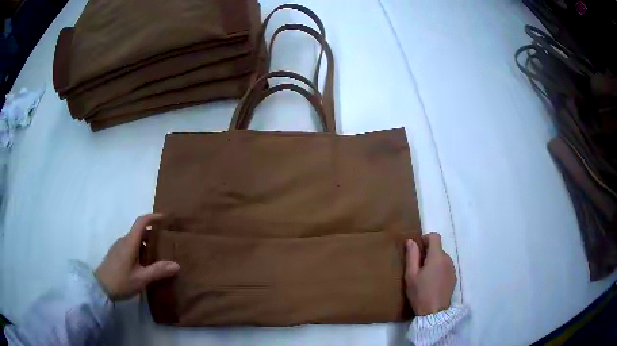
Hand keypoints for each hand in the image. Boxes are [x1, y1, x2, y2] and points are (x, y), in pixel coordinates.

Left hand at [95, 214, 179, 300]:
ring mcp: (119, 247)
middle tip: (167, 241)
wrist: (100, 288)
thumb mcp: (141, 279)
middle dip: (153, 232)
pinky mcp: (116, 254)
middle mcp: (123, 241)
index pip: (141, 222)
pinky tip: (145, 263)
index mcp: (129, 243)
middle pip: (139, 230)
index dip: (153, 217)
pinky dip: (140, 249)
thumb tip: (176, 265)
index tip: (165, 218)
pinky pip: (131, 246)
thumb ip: (158, 271)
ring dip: (147, 242)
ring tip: (159, 254)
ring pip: (135, 239)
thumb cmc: (120, 282)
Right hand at [405, 233, 455, 315]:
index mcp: (437, 256)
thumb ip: (411, 256)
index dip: (425, 238)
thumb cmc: (420, 293)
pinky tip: (432, 282)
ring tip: (424, 276)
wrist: (434, 312)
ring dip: (433, 261)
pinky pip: (445, 266)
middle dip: (428, 252)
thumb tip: (411, 241)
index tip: (417, 248)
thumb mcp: (411, 275)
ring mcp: (452, 268)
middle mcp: (447, 259)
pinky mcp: (453, 277)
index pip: (435, 237)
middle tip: (416, 266)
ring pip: (442, 258)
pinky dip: (439, 269)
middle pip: (438, 248)